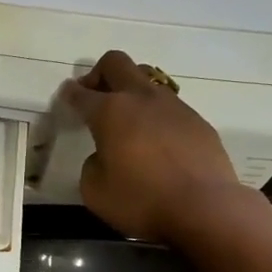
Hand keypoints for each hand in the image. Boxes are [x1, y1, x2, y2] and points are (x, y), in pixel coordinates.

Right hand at [60, 50, 240, 242]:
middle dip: (99, 73)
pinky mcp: (198, 121)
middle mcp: (141, 98)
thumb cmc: (142, 200)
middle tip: (95, 96)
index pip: (81, 93)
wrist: (205, 208)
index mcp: (110, 111)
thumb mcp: (95, 190)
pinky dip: (157, 116)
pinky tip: (158, 143)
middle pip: (116, 63)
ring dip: (132, 92)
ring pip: (147, 80)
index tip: (66, 96)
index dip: (69, 93)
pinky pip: (170, 107)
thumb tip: (105, 155)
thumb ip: (92, 164)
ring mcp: (174, 106)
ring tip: (129, 121)